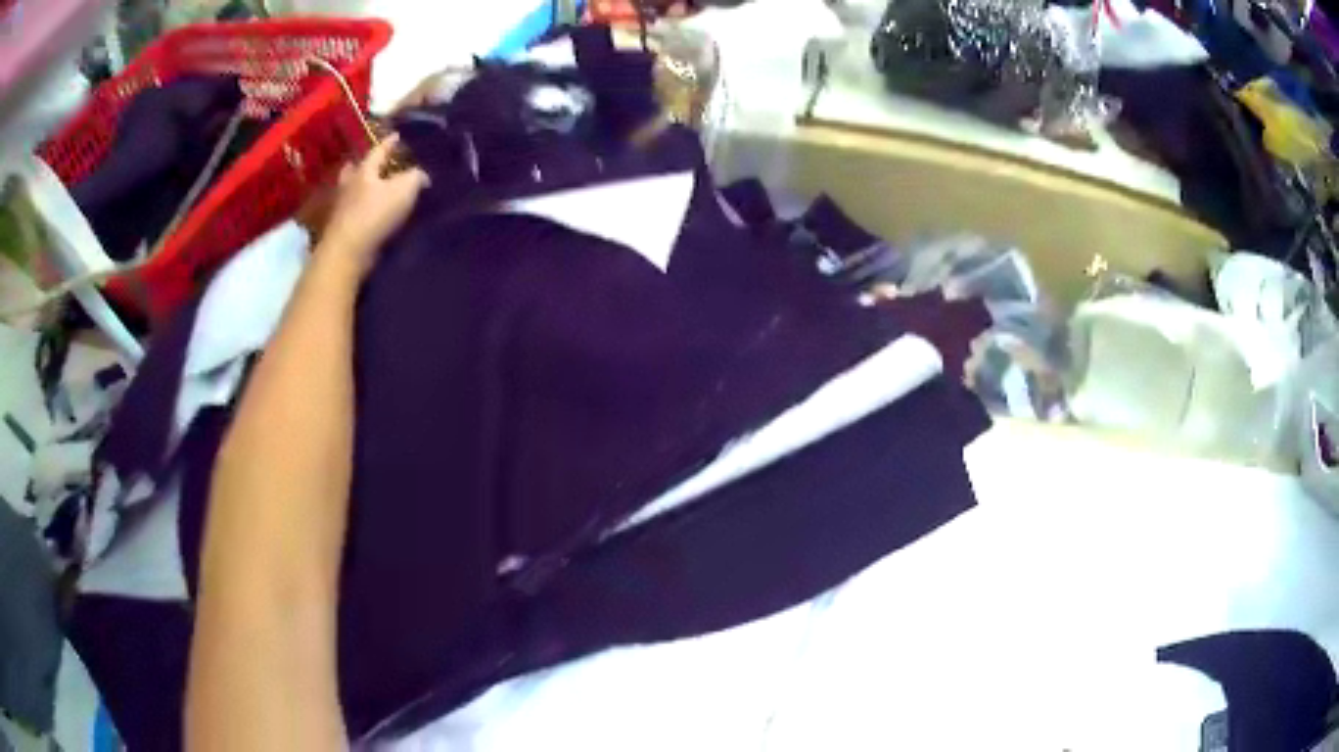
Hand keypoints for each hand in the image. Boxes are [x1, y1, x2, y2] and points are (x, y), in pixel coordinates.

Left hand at [320, 135, 429, 272]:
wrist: (348, 251)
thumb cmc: (375, 214)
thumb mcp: (404, 189)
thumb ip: (416, 177)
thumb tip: (423, 176)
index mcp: (364, 171)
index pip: (378, 151)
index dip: (389, 143)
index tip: (397, 135)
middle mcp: (350, 186)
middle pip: (355, 170)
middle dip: (363, 165)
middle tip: (373, 164)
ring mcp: (342, 208)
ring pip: (351, 191)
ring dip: (359, 188)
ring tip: (372, 189)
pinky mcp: (342, 229)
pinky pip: (352, 212)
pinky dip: (360, 209)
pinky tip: (369, 213)